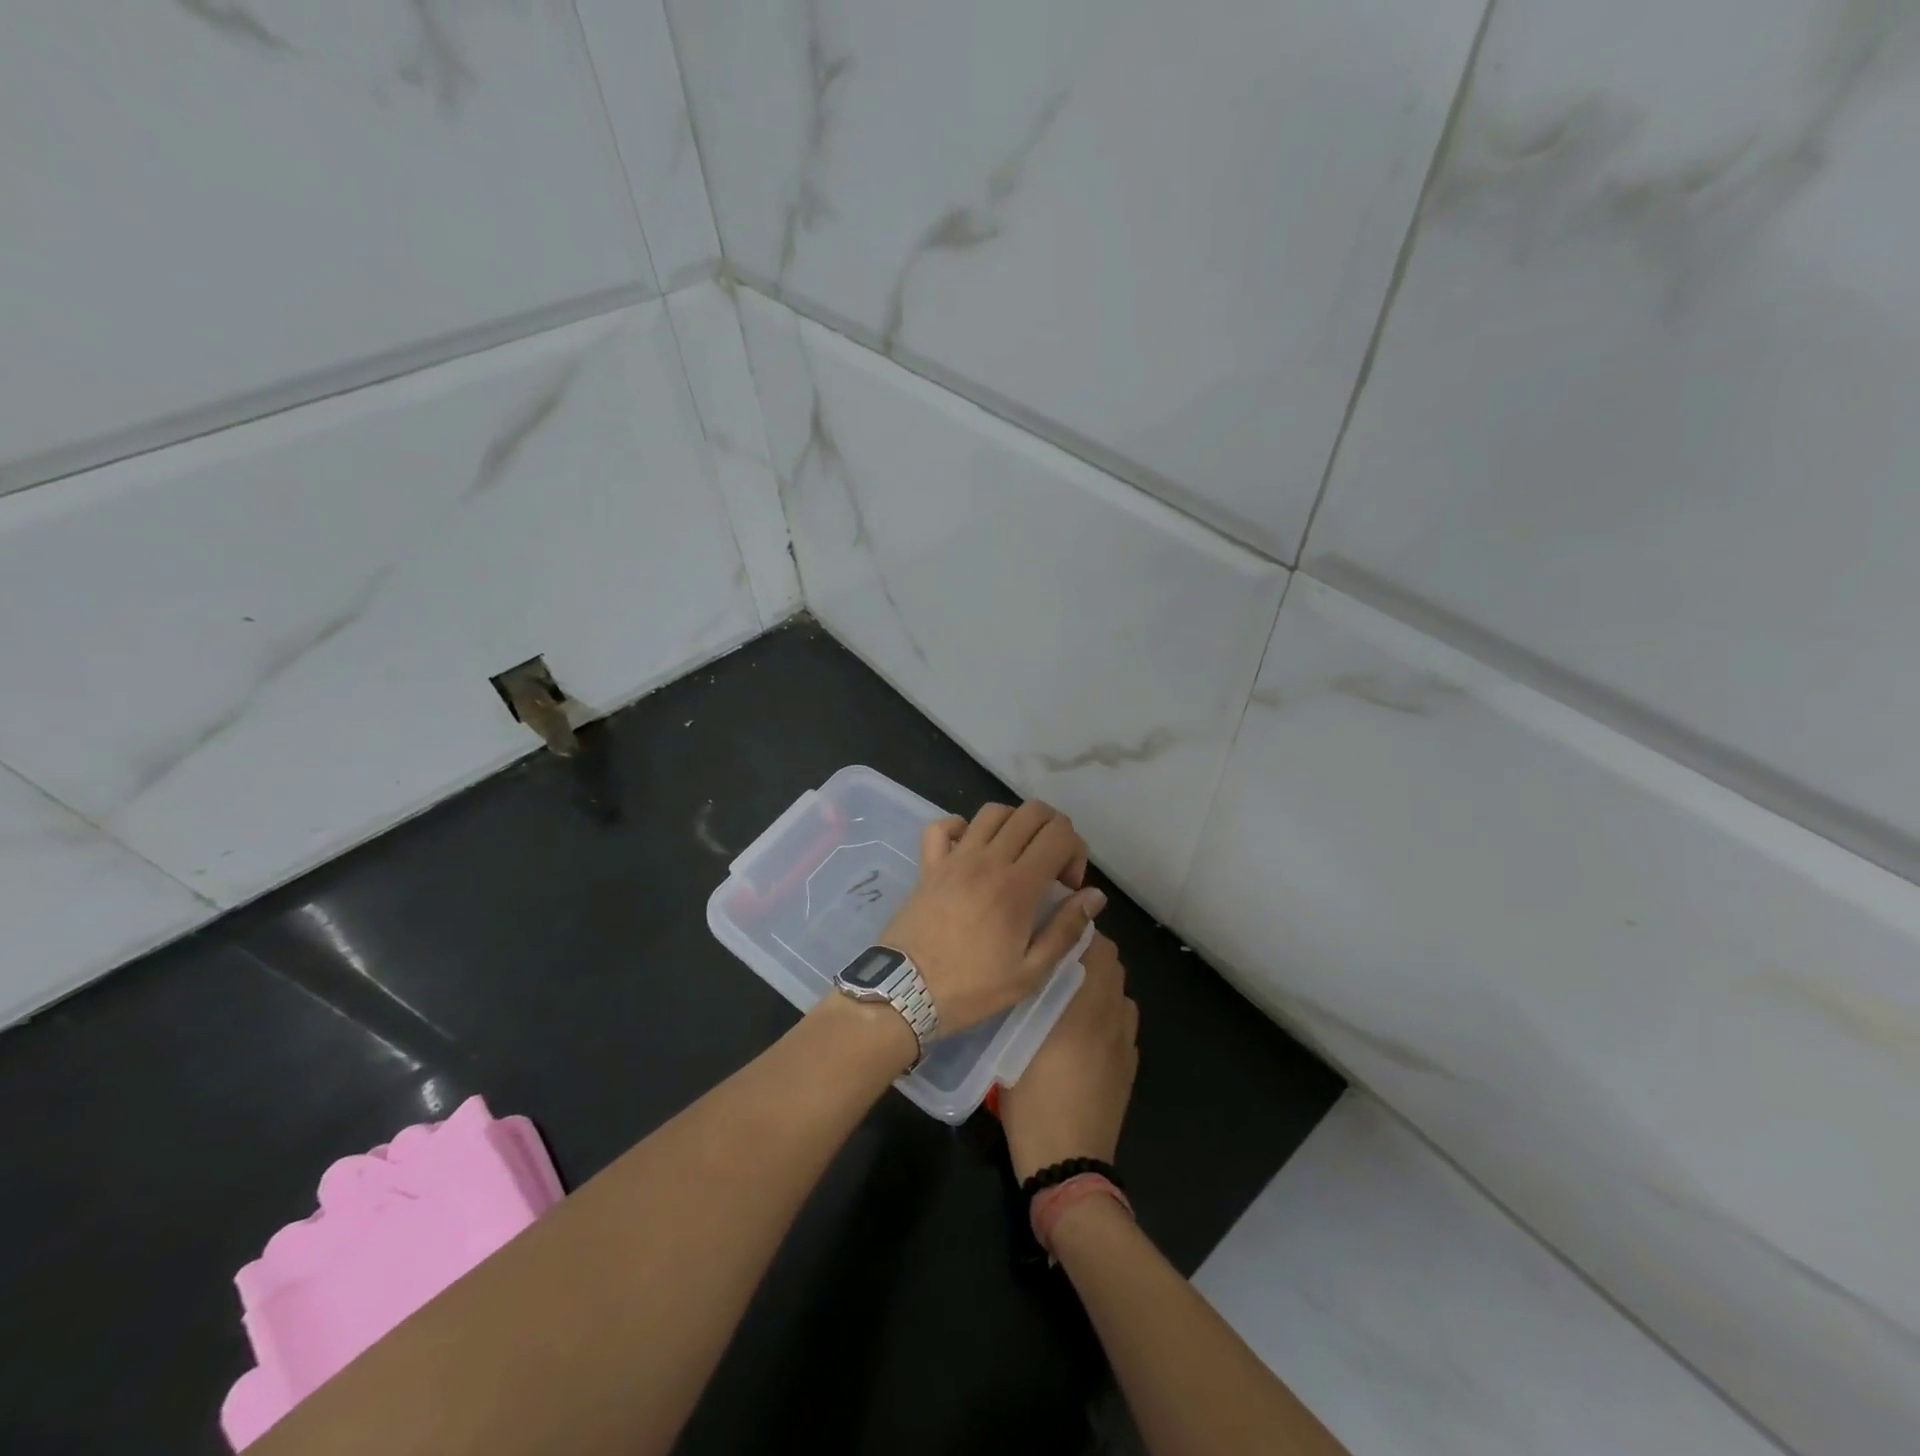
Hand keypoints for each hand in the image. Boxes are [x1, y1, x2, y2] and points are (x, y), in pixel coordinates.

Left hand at [880, 800, 1105, 1034]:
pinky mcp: (928, 864)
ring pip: (993, 812)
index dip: (1075, 851)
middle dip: (1053, 831)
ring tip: (1016, 857)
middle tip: (1050, 868)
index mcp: (1017, 886)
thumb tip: (1094, 895)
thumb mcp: (1030, 973)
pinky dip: (961, 827)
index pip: (1059, 834)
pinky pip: (942, 826)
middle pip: (1032, 812)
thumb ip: (1065, 929)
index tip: (1068, 886)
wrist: (904, 992)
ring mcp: (954, 858)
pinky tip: (970, 850)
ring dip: (1015, 825)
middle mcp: (988, 860)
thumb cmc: (971, 988)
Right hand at [999, 932, 1138, 1181]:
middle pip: (1113, 965)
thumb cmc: (1031, 1100)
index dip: (1079, 934)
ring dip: (1101, 984)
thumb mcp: (1014, 1044)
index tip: (1053, 934)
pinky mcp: (1130, 1065)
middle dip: (1089, 955)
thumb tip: (1033, 973)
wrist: (1068, 1161)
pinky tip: (1084, 1032)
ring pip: (1120, 993)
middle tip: (1056, 961)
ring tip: (1070, 995)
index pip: (1098, 948)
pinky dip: (1109, 1013)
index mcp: (1084, 1007)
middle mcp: (1111, 1017)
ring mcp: (1125, 1043)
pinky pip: (1124, 1022)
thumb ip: (1027, 1002)